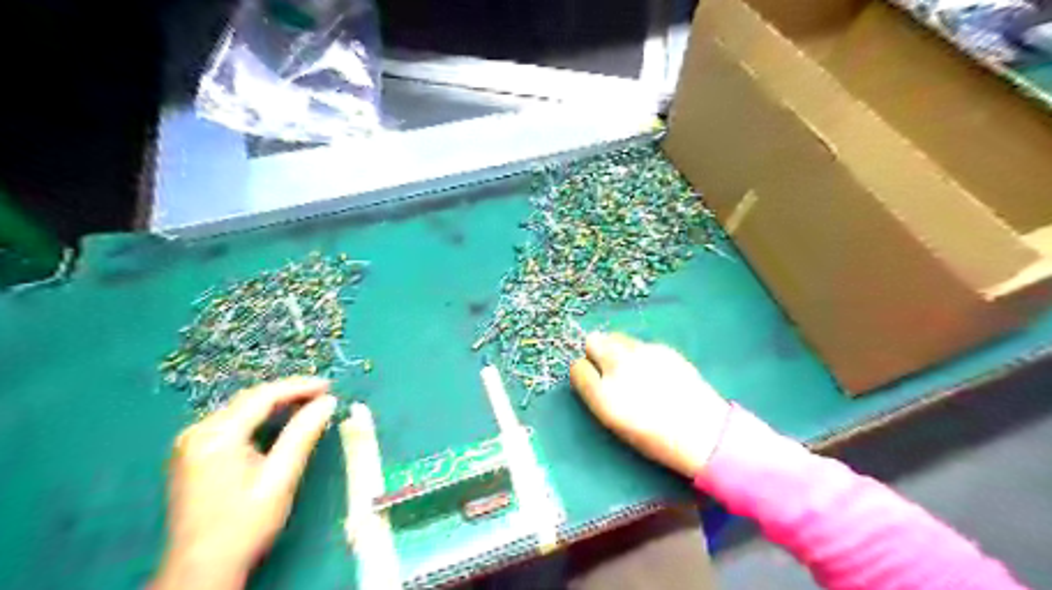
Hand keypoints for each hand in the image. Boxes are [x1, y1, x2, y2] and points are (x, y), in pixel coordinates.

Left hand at [152, 381, 337, 587]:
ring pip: (240, 410)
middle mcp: (198, 433)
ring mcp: (190, 444)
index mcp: (217, 436)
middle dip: (288, 393)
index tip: (329, 386)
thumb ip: (303, 434)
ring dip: (274, 405)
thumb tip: (328, 402)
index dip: (299, 387)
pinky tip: (278, 423)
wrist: (201, 569)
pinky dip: (258, 419)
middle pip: (249, 400)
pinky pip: (231, 424)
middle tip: (323, 395)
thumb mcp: (280, 478)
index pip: (263, 397)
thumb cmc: (245, 525)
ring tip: (308, 404)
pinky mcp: (191, 455)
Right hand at [568, 334, 734, 475]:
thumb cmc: (655, 438)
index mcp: (604, 395)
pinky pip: (638, 343)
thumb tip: (592, 373)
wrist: (703, 432)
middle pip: (593, 341)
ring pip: (615, 337)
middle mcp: (618, 368)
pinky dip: (638, 352)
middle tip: (607, 366)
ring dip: (615, 348)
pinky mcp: (661, 347)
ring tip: (630, 366)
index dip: (583, 372)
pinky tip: (653, 369)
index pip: (578, 368)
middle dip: (595, 351)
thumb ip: (598, 395)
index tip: (590, 377)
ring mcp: (641, 353)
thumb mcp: (616, 424)